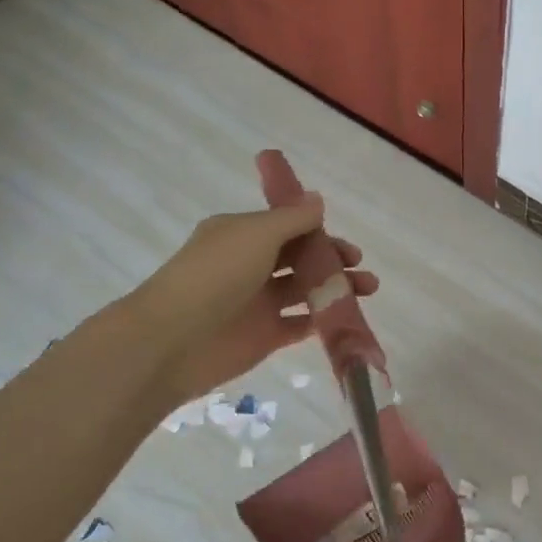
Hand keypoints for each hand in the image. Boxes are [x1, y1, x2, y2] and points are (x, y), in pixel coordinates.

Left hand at [126, 194, 377, 407]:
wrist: (173, 341)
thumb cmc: (215, 276)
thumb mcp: (256, 235)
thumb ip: (293, 219)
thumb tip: (317, 200)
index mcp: (242, 235)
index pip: (288, 227)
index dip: (319, 231)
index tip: (345, 239)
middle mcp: (249, 265)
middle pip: (301, 258)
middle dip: (334, 259)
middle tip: (359, 266)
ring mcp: (257, 302)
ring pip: (306, 290)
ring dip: (337, 287)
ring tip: (368, 290)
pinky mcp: (264, 336)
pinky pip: (300, 324)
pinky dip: (322, 320)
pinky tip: (346, 317)